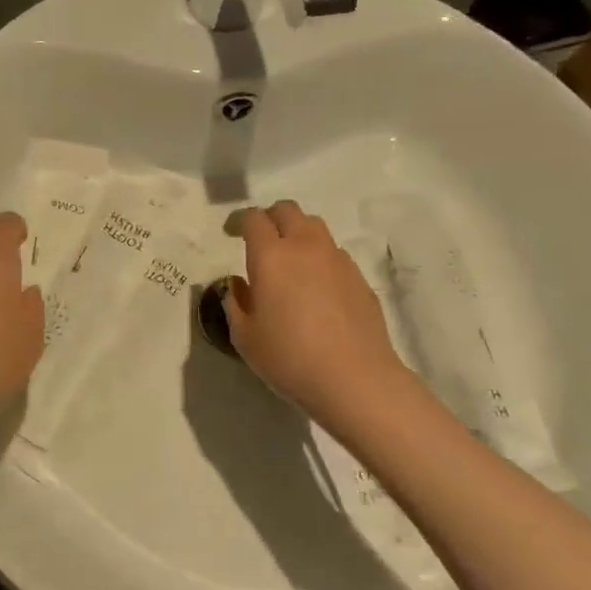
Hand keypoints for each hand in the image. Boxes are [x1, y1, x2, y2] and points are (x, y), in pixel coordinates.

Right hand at [226, 201, 414, 433]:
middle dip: (270, 218)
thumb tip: (238, 284)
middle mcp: (305, 247)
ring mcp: (337, 260)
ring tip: (289, 262)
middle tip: (260, 242)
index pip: (254, 219)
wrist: (355, 379)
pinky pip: (333, 253)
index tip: (231, 234)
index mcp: (271, 256)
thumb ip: (235, 303)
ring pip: (314, 227)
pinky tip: (315, 288)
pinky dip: (319, 258)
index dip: (240, 221)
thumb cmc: (290, 358)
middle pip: (288, 210)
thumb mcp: (245, 337)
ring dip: (297, 234)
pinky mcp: (359, 277)